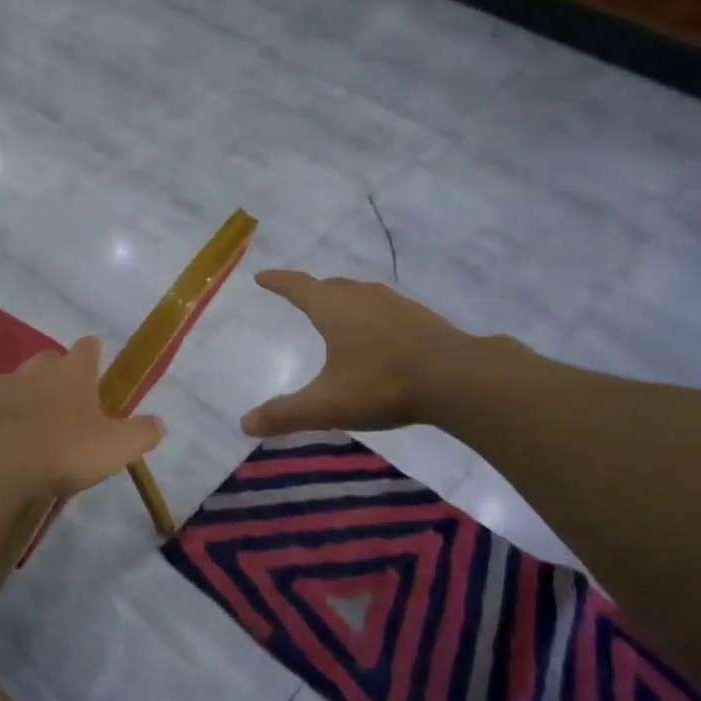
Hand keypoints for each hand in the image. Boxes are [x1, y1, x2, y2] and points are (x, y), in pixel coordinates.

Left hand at [0, 337, 165, 499]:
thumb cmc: (64, 450)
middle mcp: (33, 369)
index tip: (97, 366)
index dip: (94, 354)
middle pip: (48, 361)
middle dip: (56, 377)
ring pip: (14, 384)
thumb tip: (159, 423)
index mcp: (72, 371)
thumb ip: (142, 433)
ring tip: (29, 431)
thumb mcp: (116, 448)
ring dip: (23, 399)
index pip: (88, 347)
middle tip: (66, 407)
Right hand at [241, 271, 462, 436]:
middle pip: (330, 286)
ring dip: (344, 301)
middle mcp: (362, 296)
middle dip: (312, 291)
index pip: (297, 287)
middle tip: (300, 299)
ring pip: (360, 295)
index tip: (262, 276)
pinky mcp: (421, 318)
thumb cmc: (381, 384)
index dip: (278, 282)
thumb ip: (285, 414)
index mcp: (333, 308)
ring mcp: (395, 304)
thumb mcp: (326, 405)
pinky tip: (378, 337)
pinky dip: (371, 316)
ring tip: (337, 316)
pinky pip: (384, 309)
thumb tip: (245, 423)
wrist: (456, 378)